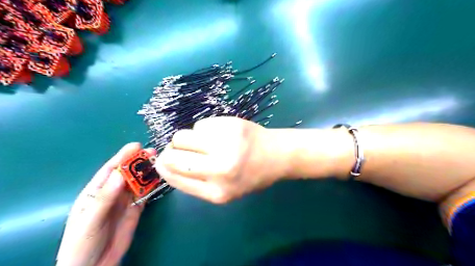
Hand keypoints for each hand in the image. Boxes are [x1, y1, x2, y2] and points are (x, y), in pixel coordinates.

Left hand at [56, 143, 154, 264]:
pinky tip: (159, 178)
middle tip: (153, 152)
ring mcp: (125, 201)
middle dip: (139, 162)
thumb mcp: (90, 219)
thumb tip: (121, 173)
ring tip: (160, 162)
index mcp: (95, 192)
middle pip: (127, 173)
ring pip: (138, 182)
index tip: (136, 146)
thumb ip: (105, 197)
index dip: (122, 157)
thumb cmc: (82, 243)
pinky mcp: (136, 209)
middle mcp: (112, 193)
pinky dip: (152, 185)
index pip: (110, 170)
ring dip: (147, 172)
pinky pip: (145, 194)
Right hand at [156, 117, 284, 203]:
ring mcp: (225, 143)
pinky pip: (200, 124)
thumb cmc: (251, 176)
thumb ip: (195, 182)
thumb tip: (164, 164)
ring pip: (182, 136)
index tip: (162, 161)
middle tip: (180, 149)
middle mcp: (219, 168)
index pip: (174, 176)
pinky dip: (204, 130)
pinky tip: (219, 134)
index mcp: (217, 192)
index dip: (163, 166)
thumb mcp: (225, 191)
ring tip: (205, 142)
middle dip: (171, 151)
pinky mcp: (230, 124)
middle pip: (173, 155)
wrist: (277, 154)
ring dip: (188, 139)